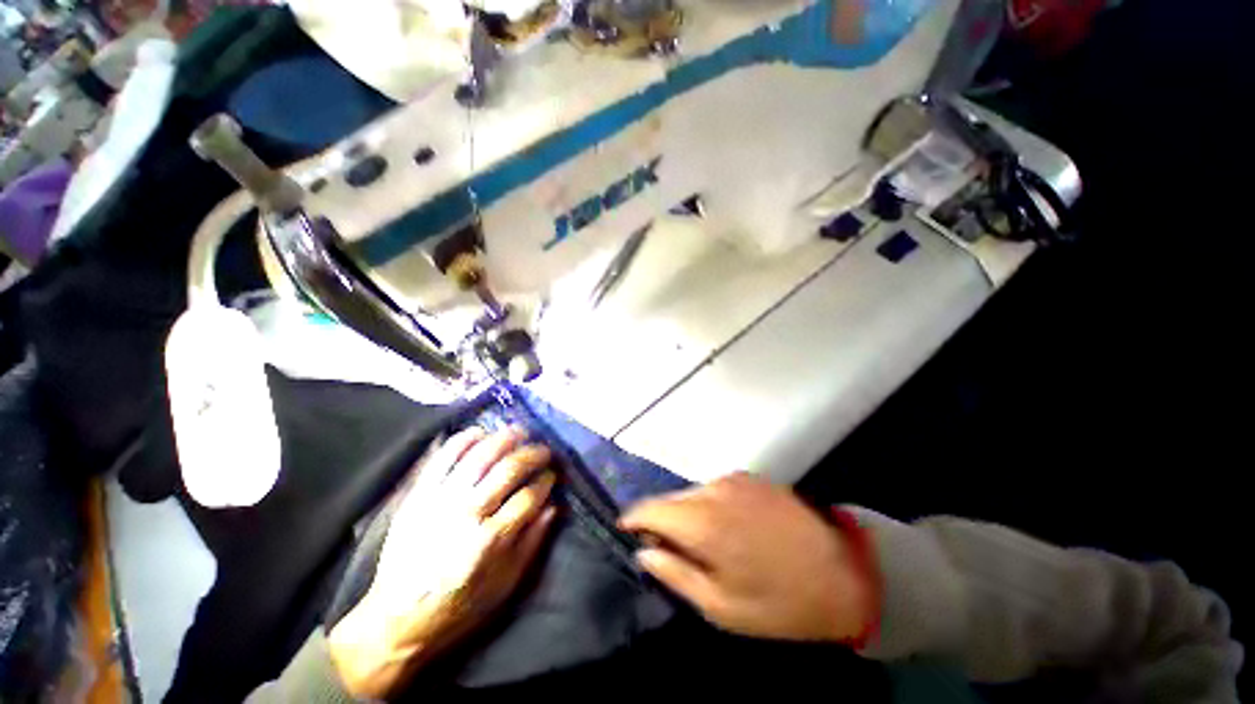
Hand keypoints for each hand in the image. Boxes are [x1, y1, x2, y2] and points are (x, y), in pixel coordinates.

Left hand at [328, 427, 557, 698]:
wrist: (394, 621)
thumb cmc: (456, 608)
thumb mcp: (504, 586)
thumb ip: (532, 543)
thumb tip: (553, 505)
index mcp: (490, 541)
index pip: (529, 496)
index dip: (546, 480)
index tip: (552, 475)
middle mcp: (467, 514)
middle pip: (509, 469)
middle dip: (533, 453)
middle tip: (543, 450)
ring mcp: (439, 501)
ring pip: (480, 455)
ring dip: (505, 438)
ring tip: (520, 432)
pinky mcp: (418, 496)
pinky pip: (443, 457)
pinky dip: (464, 439)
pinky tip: (481, 433)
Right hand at [619, 473, 872, 642]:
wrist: (845, 574)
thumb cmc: (780, 601)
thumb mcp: (722, 606)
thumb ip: (675, 573)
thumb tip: (644, 552)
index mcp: (703, 521)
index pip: (650, 509)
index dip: (633, 519)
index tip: (626, 532)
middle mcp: (713, 490)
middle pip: (670, 499)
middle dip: (660, 520)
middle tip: (664, 548)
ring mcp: (734, 480)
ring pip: (692, 492)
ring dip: (685, 513)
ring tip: (697, 542)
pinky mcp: (751, 478)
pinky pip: (715, 489)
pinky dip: (707, 505)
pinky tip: (723, 527)